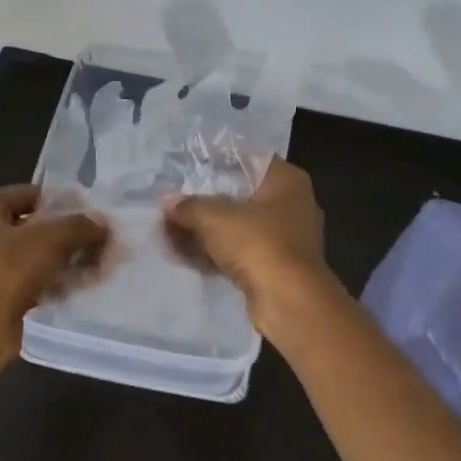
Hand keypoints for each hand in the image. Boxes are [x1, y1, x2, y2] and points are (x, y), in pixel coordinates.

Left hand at [0, 184, 108, 353]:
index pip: (31, 195)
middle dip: (71, 236)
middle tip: (104, 242)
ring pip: (37, 256)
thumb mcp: (47, 240)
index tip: (95, 214)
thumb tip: (103, 222)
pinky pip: (34, 281)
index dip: (64, 202)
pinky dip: (57, 283)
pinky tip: (86, 286)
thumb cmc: (4, 271)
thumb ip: (78, 226)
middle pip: (35, 227)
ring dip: (68, 261)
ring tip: (102, 265)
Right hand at [163, 160, 336, 336]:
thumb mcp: (214, 218)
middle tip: (174, 203)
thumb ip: (189, 206)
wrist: (289, 300)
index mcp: (286, 181)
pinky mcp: (276, 266)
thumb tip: (169, 202)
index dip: (216, 162)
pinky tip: (185, 255)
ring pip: (239, 226)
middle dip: (206, 202)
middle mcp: (291, 204)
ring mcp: (286, 238)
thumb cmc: (257, 243)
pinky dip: (216, 253)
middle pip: (241, 195)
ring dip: (207, 230)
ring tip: (170, 230)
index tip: (188, 168)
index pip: (248, 160)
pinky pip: (240, 252)